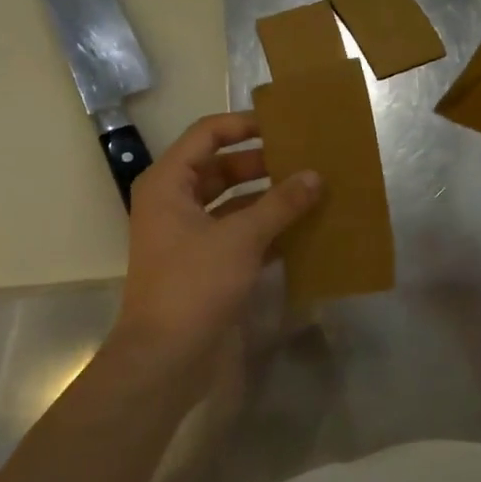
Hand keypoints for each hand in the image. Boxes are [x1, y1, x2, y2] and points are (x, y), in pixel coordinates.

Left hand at [113, 112, 320, 381]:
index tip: (285, 126)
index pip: (207, 134)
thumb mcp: (241, 238)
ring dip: (268, 197)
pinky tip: (302, 229)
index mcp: (169, 183)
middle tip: (306, 158)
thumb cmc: (194, 284)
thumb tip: (315, 176)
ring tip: (311, 190)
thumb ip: (280, 204)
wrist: (165, 357)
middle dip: (263, 163)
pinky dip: (265, 229)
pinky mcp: (204, 263)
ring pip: (233, 202)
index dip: (244, 124)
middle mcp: (175, 202)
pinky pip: (238, 233)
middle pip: (222, 167)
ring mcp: (189, 235)